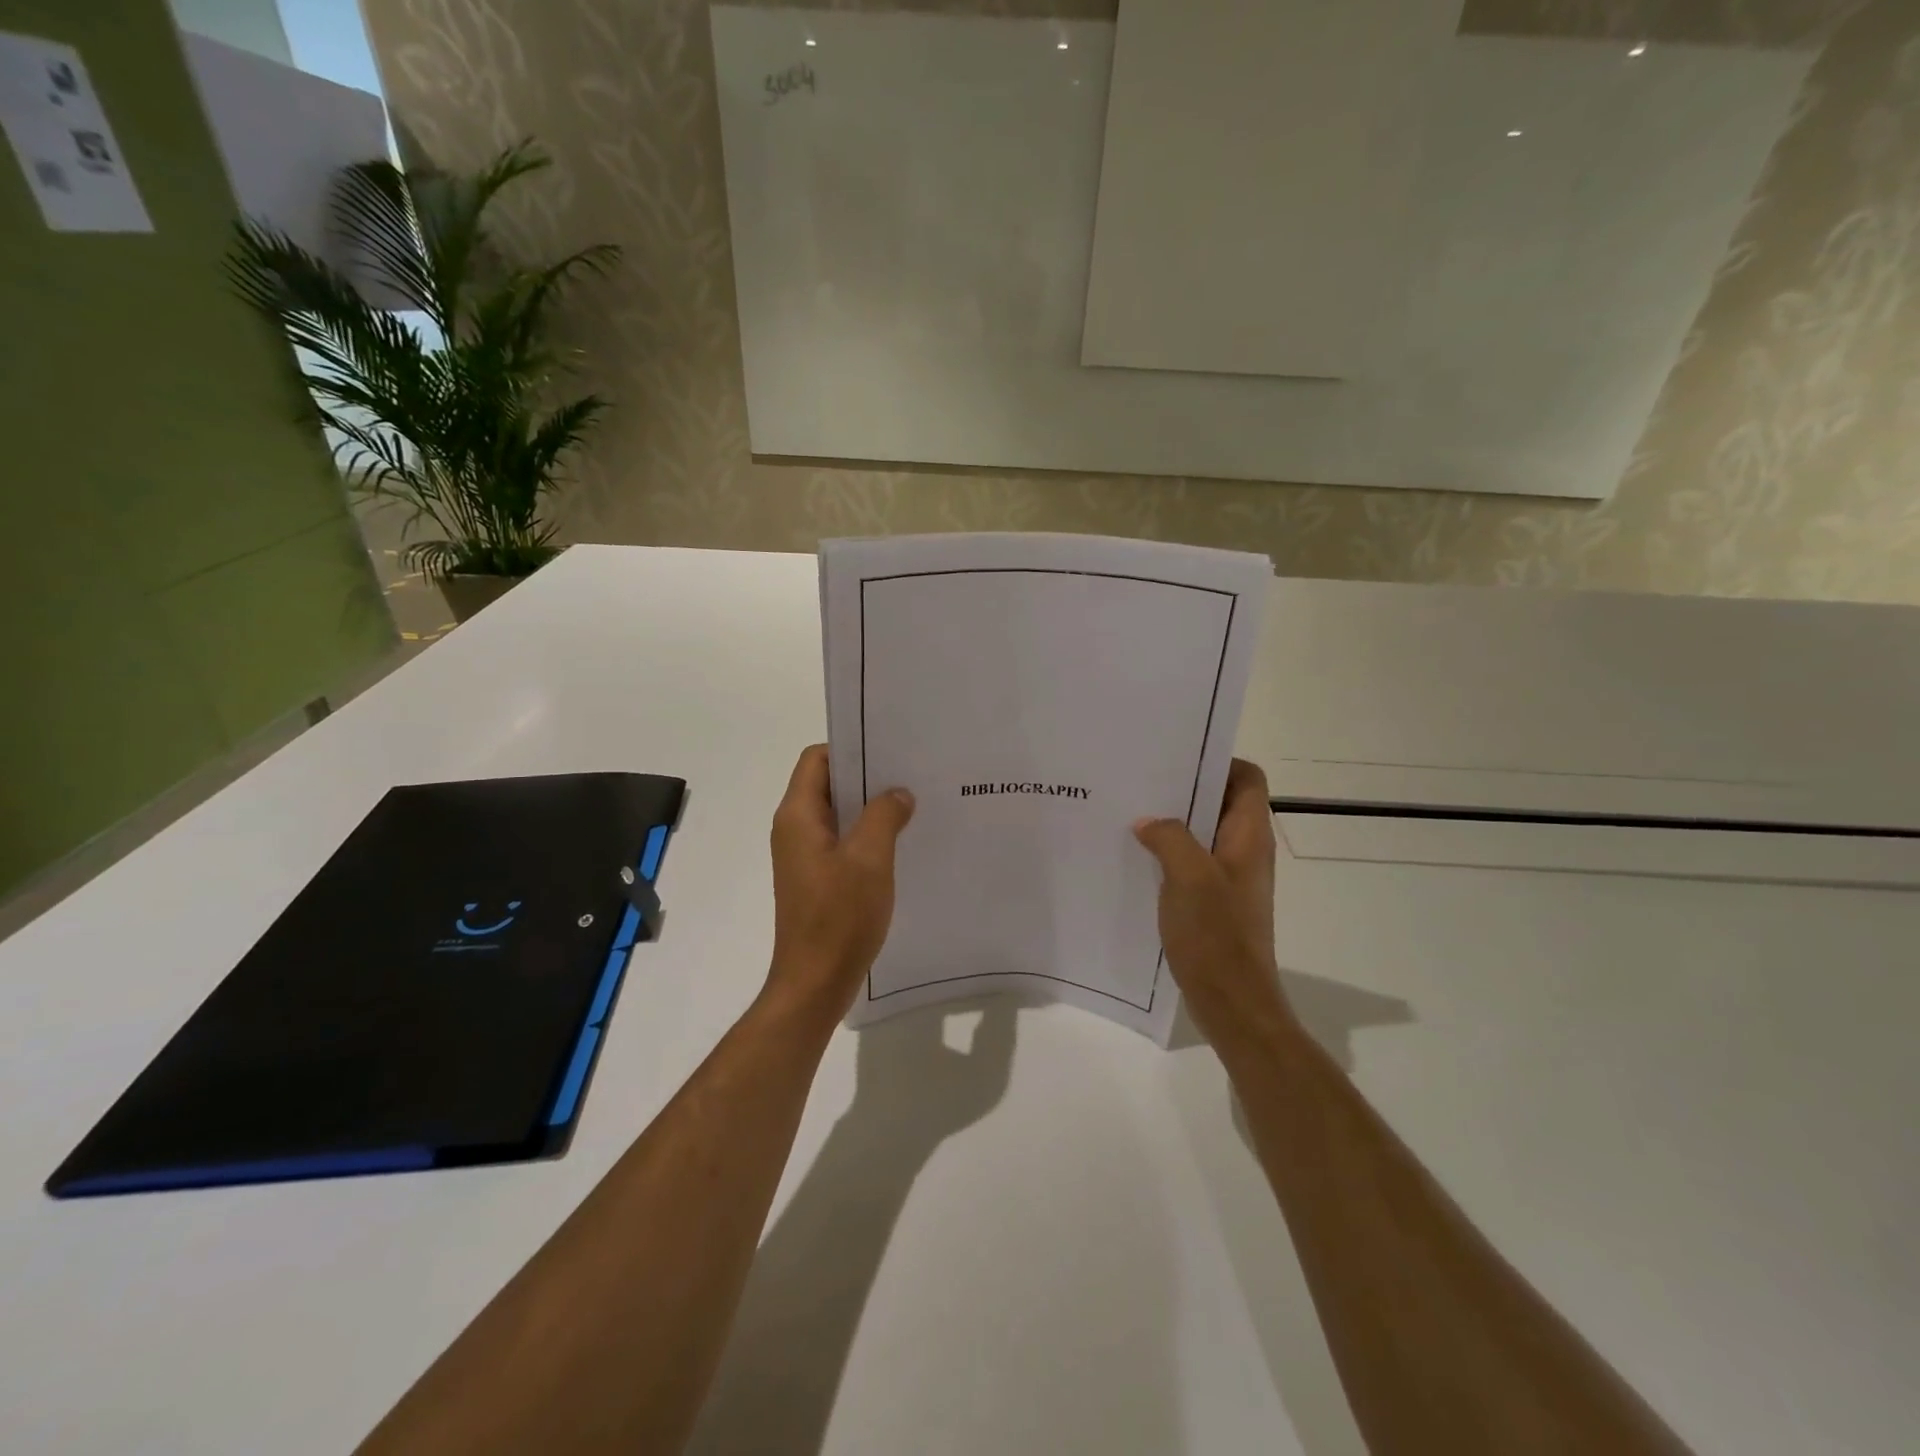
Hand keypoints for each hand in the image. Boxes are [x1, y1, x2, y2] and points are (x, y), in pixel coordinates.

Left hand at [765, 745, 915, 1024]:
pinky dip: (867, 836)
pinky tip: (900, 843)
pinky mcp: (816, 879)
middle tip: (910, 774)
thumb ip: (884, 815)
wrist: (815, 983)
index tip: (889, 750)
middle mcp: (795, 830)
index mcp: (798, 816)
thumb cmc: (839, 917)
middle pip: (828, 784)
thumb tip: (898, 793)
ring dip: (870, 809)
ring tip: (912, 805)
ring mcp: (804, 857)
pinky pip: (842, 843)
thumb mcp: (870, 859)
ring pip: (838, 815)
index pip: (817, 759)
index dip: (850, 748)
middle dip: (867, 777)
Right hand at [1134, 759, 1291, 1045]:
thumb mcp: (1188, 877)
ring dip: (1173, 824)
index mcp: (1248, 836)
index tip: (1176, 758)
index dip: (1218, 762)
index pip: (1247, 778)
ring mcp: (1230, 877)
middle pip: (1220, 802)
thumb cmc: (1216, 936)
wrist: (1232, 1002)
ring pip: (1202, 833)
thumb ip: (1169, 838)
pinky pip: (1192, 863)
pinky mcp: (1215, 901)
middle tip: (1141, 782)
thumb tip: (1148, 821)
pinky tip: (1136, 858)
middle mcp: (1244, 850)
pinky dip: (1169, 855)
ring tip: (1131, 815)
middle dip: (1184, 790)